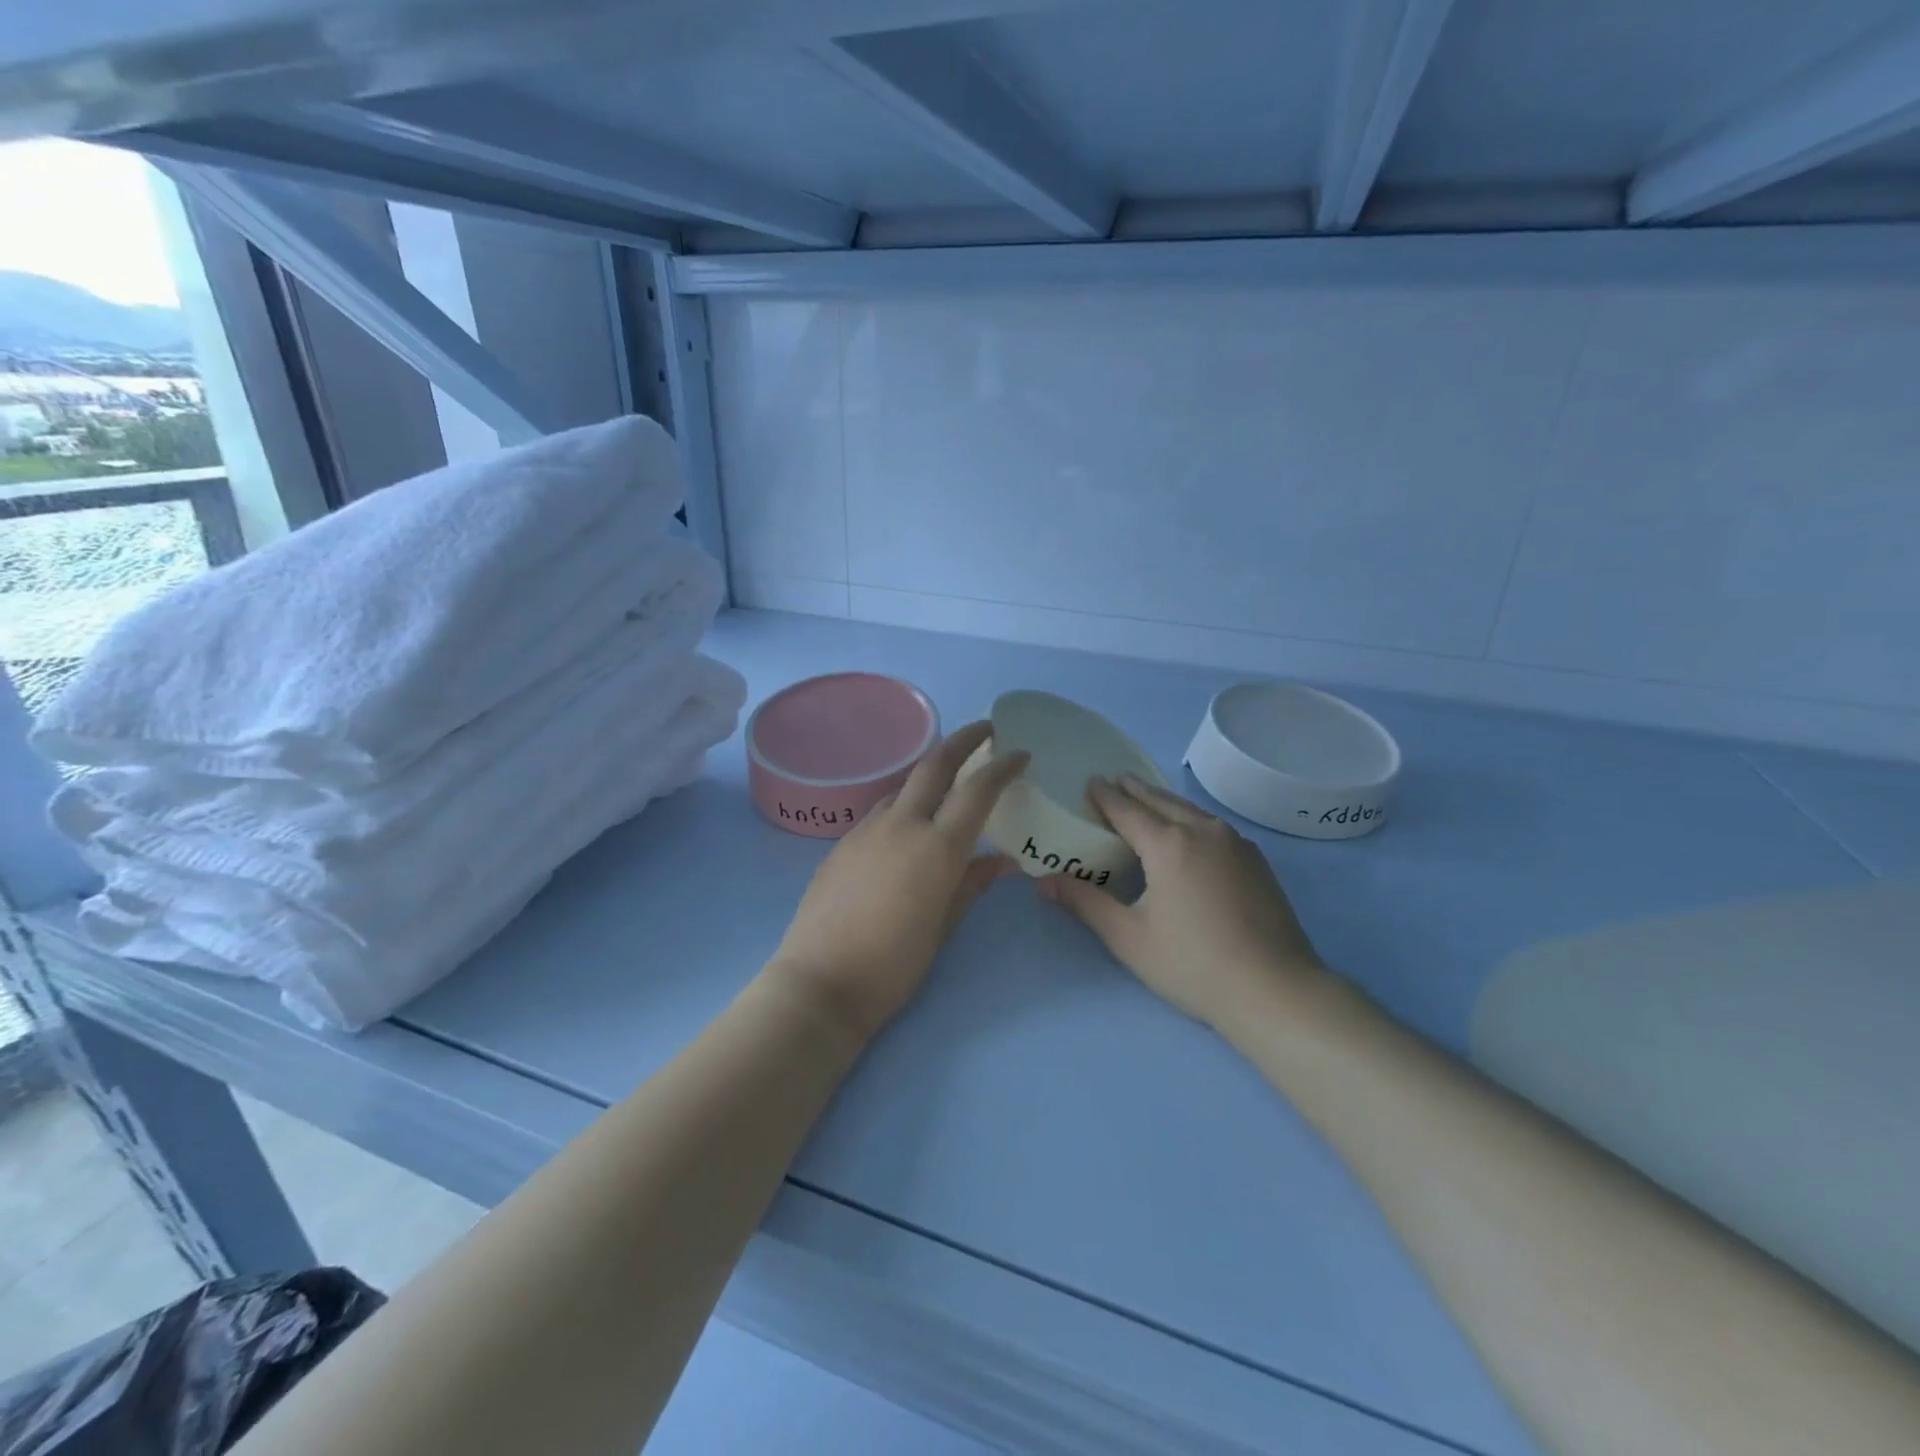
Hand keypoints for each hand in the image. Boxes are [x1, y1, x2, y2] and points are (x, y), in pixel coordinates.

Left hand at [769, 721, 1028, 1041]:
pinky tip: (906, 828)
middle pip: (935, 764)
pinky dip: (903, 805)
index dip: (1002, 767)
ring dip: (929, 774)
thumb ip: (972, 885)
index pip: (978, 790)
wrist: (821, 981)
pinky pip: (880, 811)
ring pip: (903, 786)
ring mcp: (866, 830)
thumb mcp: (944, 926)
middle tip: (985, 730)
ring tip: (947, 784)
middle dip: (963, 740)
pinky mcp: (842, 843)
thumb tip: (1000, 861)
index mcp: (937, 847)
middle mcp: (902, 825)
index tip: (1020, 754)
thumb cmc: (894, 964)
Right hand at [1038, 774, 1329, 1031]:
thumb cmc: (1192, 964)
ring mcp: (1236, 844)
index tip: (1090, 781)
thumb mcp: (1129, 937)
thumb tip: (1043, 882)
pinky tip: (1190, 831)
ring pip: (1191, 810)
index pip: (1128, 810)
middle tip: (1115, 780)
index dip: (1106, 796)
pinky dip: (1191, 818)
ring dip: (1165, 801)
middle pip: (1162, 801)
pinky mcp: (1257, 861)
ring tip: (1148, 798)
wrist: (1275, 989)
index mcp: (1168, 844)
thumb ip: (1085, 904)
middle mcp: (1203, 832)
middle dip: (1135, 790)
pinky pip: (1213, 826)